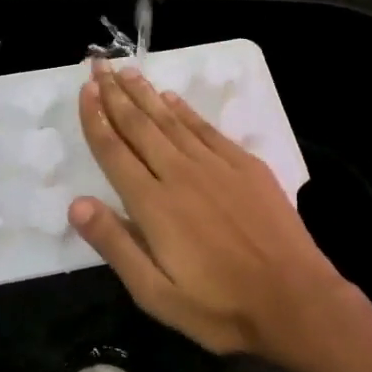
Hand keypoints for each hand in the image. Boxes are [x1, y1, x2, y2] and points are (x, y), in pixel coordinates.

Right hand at [68, 60, 356, 368]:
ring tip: (128, 72)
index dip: (96, 118)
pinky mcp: (245, 166)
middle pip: (140, 126)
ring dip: (147, 94)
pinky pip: (206, 129)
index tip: (85, 89)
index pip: (114, 151)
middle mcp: (180, 174)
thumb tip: (76, 203)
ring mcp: (216, 166)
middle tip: (99, 64)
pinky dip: (186, 111)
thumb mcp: (155, 294)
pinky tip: (173, 99)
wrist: (294, 300)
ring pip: (171, 120)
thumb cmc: (219, 307)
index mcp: (153, 205)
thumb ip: (115, 245)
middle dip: (116, 94)